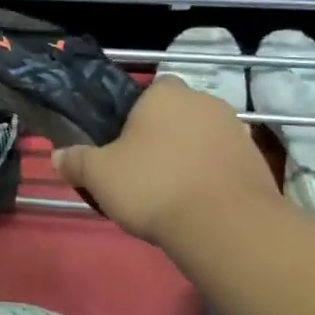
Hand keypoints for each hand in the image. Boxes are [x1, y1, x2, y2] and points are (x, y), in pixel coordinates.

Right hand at [52, 76, 282, 246]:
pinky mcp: (257, 161)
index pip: (150, 90)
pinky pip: (224, 162)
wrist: (224, 224)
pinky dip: (212, 176)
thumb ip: (76, 161)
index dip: (136, 114)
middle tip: (143, 169)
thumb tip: (58, 157)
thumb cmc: (153, 185)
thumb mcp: (99, 175)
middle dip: (164, 134)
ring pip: (202, 137)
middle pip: (178, 113)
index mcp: (165, 93)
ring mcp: (236, 130)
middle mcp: (205, 101)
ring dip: (190, 155)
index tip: (125, 143)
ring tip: (172, 191)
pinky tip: (198, 203)